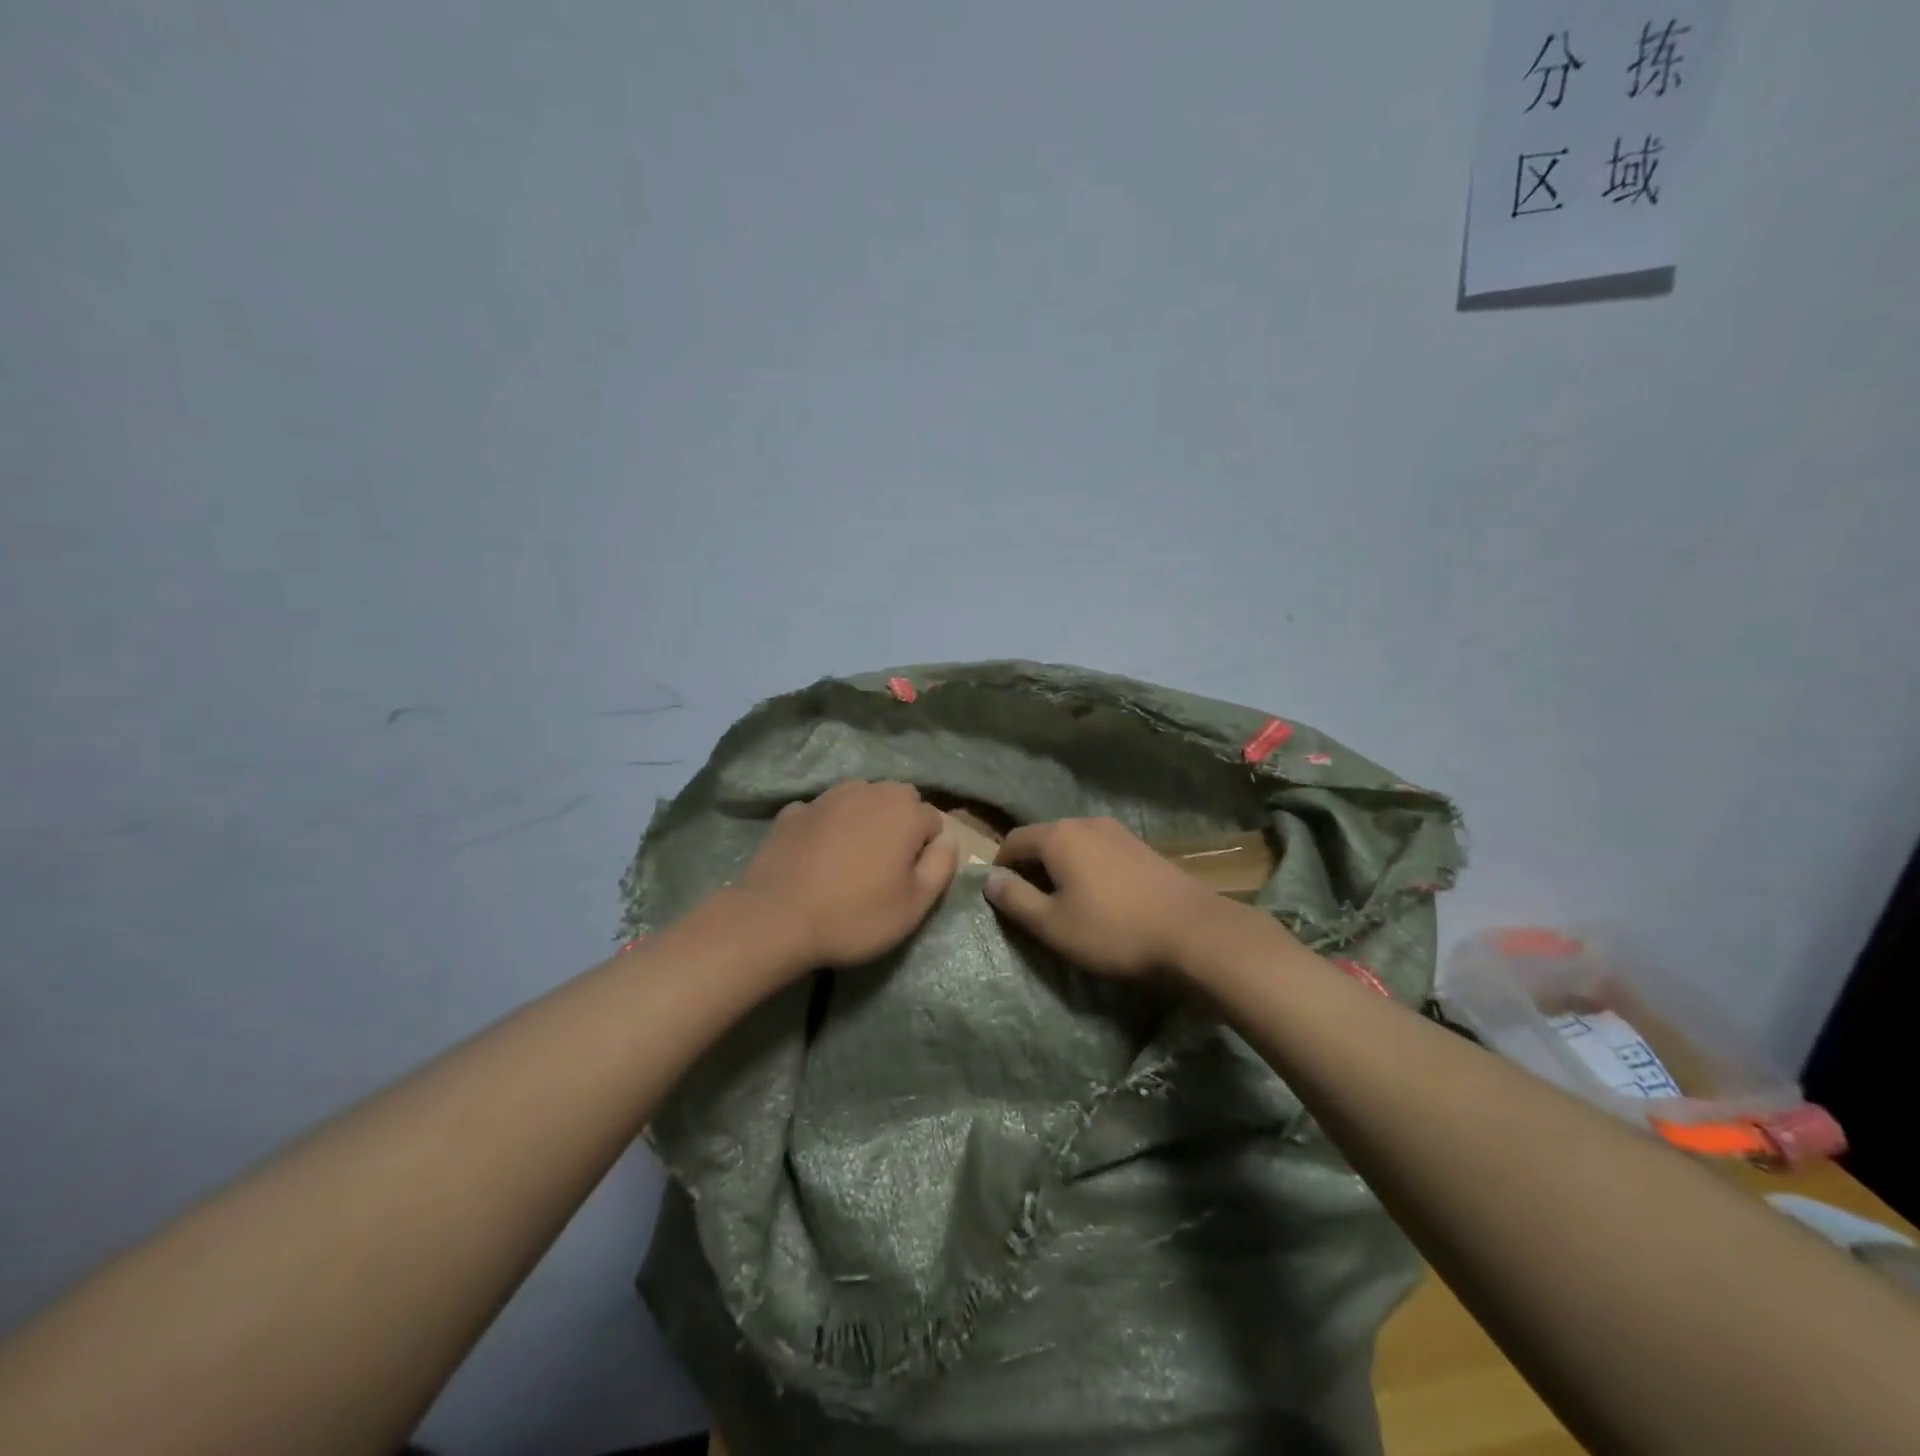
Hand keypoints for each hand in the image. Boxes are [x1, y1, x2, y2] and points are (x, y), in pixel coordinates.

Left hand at [735, 780, 957, 970]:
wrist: (777, 919)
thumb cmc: (856, 915)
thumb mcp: (916, 904)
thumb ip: (942, 865)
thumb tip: (949, 839)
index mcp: (904, 811)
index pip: (933, 821)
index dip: (927, 852)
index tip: (910, 880)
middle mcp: (868, 791)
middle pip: (898, 800)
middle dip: (900, 825)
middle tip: (886, 867)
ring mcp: (826, 797)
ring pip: (860, 798)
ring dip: (864, 818)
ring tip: (853, 857)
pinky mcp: (793, 811)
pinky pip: (823, 812)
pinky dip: (827, 826)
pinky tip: (818, 854)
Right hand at [984, 817, 1223, 977]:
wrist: (1193, 932)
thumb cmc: (1113, 930)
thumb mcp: (1053, 925)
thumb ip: (1016, 900)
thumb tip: (990, 880)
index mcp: (1059, 836)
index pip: (1014, 840)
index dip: (1000, 866)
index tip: (1001, 895)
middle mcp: (1086, 823)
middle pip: (1045, 838)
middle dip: (1031, 866)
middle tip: (1030, 902)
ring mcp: (1118, 832)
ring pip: (1074, 844)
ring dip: (1061, 867)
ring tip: (1064, 901)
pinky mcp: (1142, 847)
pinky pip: (1099, 851)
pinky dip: (1088, 868)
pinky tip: (1099, 896)